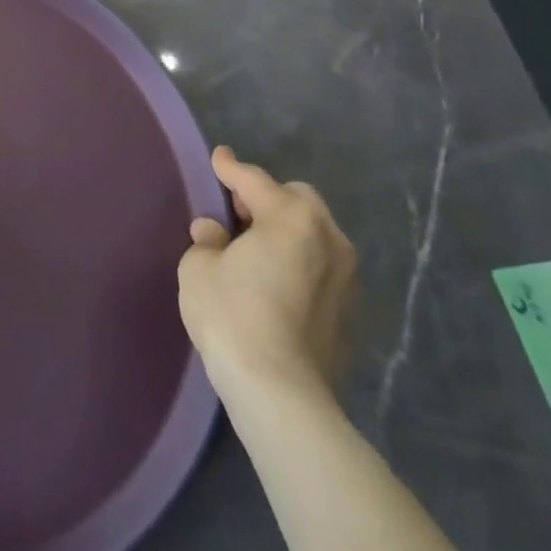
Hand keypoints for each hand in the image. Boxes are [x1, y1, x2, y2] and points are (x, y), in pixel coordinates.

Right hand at [178, 146, 356, 401]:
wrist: (281, 393)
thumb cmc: (232, 315)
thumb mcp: (199, 267)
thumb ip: (208, 240)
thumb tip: (215, 233)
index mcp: (291, 217)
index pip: (254, 180)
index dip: (230, 167)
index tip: (218, 157)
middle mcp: (328, 238)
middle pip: (297, 201)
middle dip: (268, 198)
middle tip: (236, 213)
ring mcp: (347, 277)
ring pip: (315, 234)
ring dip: (287, 231)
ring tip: (256, 247)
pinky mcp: (351, 313)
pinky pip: (321, 267)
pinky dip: (300, 262)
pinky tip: (275, 281)